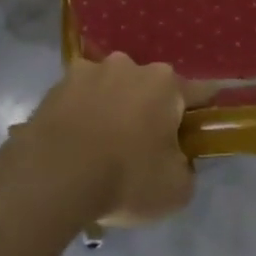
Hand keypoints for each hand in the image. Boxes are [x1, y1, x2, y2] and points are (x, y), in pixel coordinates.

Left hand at [21, 55, 211, 225]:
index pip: (199, 92)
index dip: (203, 111)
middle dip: (150, 111)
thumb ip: (186, 168)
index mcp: (165, 84)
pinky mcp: (56, 86)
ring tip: (101, 146)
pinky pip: (79, 100)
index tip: (201, 128)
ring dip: (113, 109)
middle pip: (150, 88)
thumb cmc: (125, 178)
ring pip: (112, 89)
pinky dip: (82, 115)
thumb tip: (178, 160)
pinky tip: (76, 144)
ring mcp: (89, 71)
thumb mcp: (176, 190)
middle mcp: (129, 66)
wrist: (52, 176)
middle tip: (144, 148)